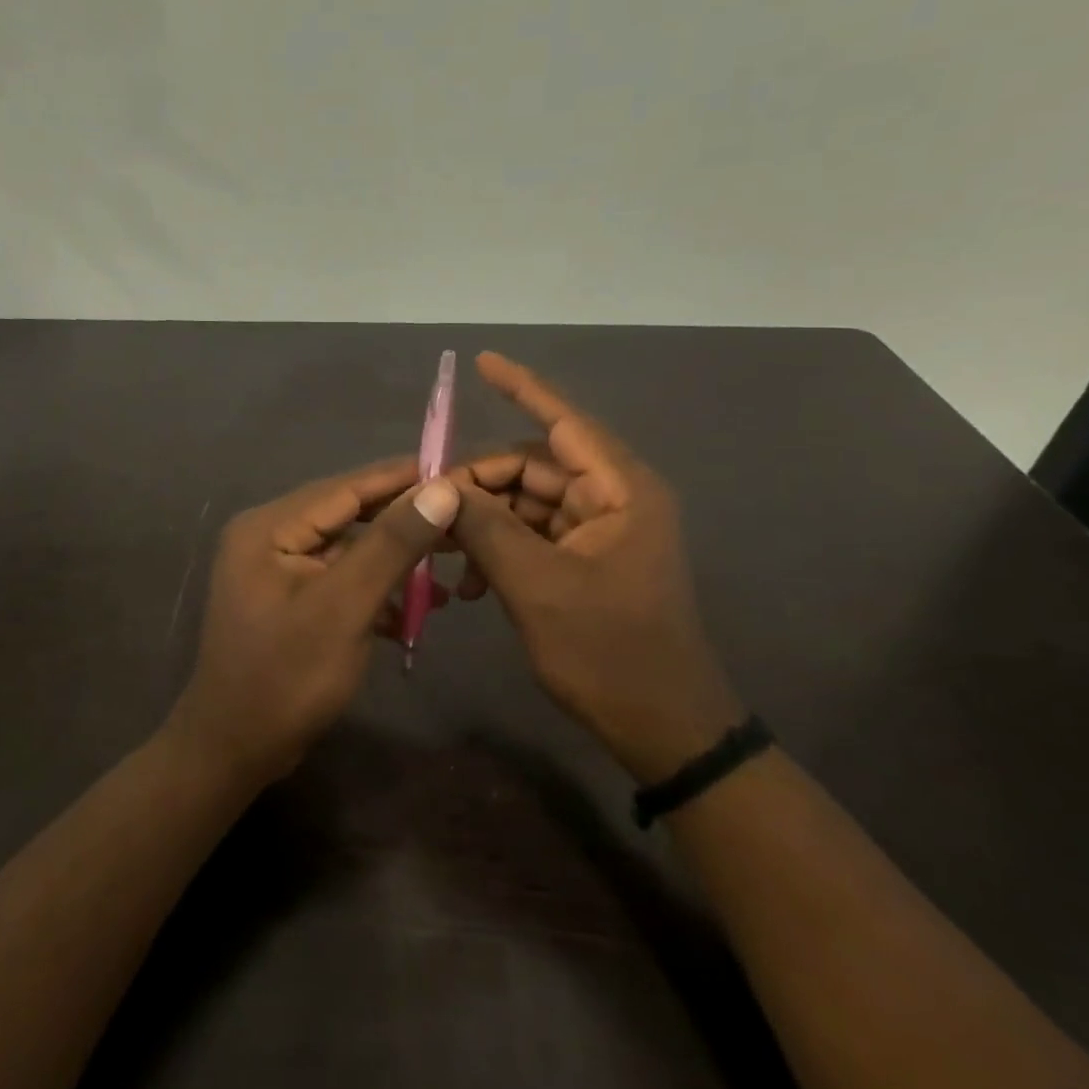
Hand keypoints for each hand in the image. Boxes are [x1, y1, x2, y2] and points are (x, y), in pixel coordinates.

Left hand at [164, 460, 460, 785]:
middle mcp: (268, 537)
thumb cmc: (286, 677)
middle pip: (348, 517)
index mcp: (269, 527)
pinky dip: (375, 592)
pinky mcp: (290, 601)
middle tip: (462, 525)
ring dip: (395, 564)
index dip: (402, 478)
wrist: (234, 751)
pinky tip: (414, 613)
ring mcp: (277, 571)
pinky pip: (340, 581)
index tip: (456, 470)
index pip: (345, 488)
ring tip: (450, 572)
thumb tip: (441, 489)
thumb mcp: (344, 608)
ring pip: (348, 551)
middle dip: (404, 524)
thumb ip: (391, 545)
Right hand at [447, 352, 744, 783]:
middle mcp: (612, 500)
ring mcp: (598, 532)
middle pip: (531, 468)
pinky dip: (496, 550)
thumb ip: (486, 529)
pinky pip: (530, 537)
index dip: (523, 388)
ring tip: (440, 555)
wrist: (661, 727)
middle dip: (477, 484)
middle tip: (427, 510)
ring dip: (481, 524)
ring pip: (525, 504)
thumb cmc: (609, 653)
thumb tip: (439, 488)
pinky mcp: (584, 562)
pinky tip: (465, 584)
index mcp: (620, 491)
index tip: (481, 361)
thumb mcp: (537, 588)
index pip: (565, 422)